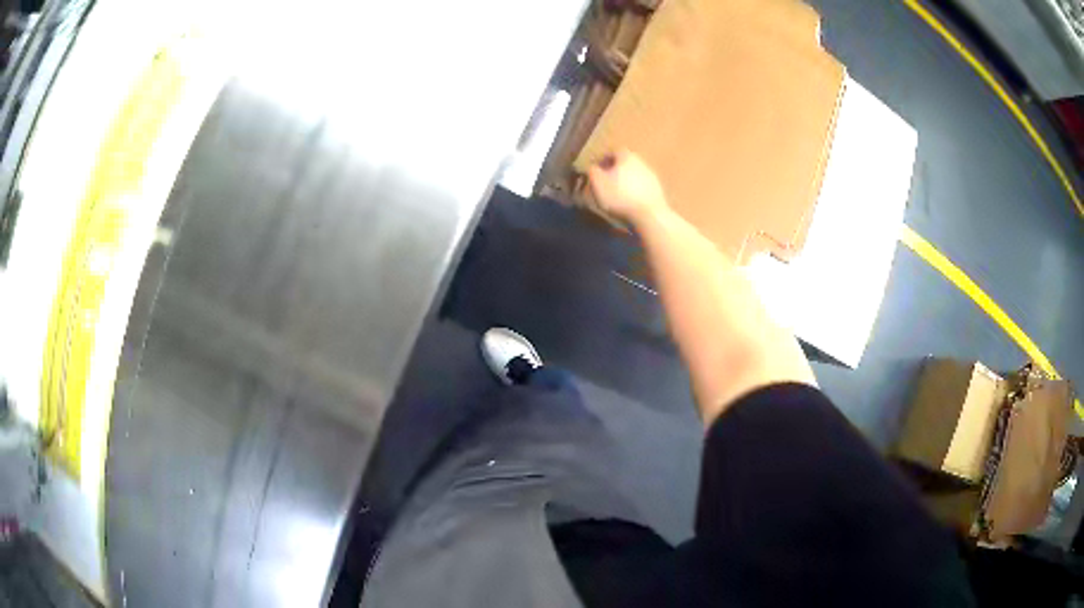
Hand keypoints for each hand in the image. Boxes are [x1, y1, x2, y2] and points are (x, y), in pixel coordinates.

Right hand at [587, 149, 668, 224]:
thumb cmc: (620, 196)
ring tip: (618, 193)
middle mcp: (641, 162)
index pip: (613, 151)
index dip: (603, 159)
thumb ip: (593, 172)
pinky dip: (635, 191)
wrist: (649, 214)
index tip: (597, 169)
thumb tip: (592, 167)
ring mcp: (651, 176)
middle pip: (625, 162)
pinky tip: (630, 201)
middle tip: (607, 180)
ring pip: (635, 174)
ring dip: (626, 180)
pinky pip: (643, 186)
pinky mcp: (658, 190)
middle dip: (615, 169)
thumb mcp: (598, 183)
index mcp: (626, 156)